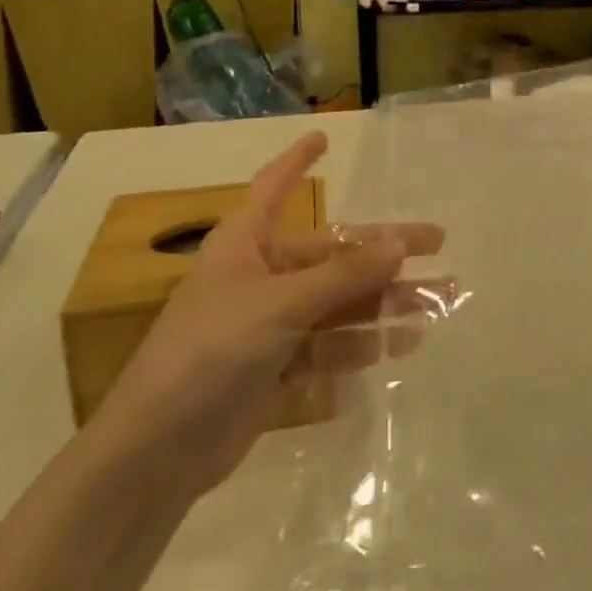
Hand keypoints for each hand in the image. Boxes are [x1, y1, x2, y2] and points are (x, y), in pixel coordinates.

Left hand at [86, 132, 446, 498]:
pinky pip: (330, 345)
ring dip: (385, 302)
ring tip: (436, 302)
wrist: (154, 453)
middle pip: (331, 254)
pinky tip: (402, 344)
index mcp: (245, 244)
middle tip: (437, 244)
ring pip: (339, 303)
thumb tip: (400, 243)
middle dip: (383, 252)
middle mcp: (260, 277)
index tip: (323, 137)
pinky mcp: (275, 369)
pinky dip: (363, 344)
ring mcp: (269, 325)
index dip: (296, 161)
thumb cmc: (210, 352)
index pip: (273, 187)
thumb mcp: (281, 305)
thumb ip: (343, 276)